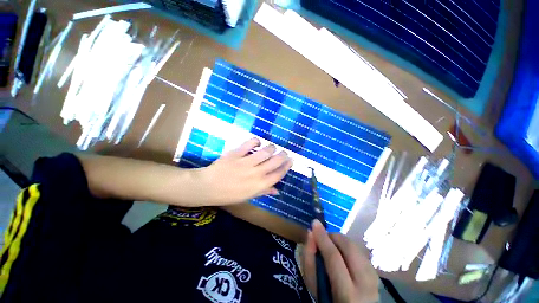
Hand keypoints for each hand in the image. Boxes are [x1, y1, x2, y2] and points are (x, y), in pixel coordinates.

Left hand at [191, 138, 292, 205]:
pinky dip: (256, 141)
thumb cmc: (228, 195)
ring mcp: (246, 162)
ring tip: (272, 147)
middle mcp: (256, 173)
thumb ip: (263, 192)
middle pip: (275, 161)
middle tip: (284, 152)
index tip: (291, 160)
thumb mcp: (248, 197)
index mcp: (259, 185)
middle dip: (283, 155)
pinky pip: (249, 144)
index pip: (278, 174)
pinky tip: (257, 142)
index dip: (287, 166)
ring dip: (272, 147)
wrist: (207, 187)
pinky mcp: (236, 154)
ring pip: (265, 151)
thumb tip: (277, 190)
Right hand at [302, 220, 378, 302]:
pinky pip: (360, 252)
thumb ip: (309, 260)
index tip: (314, 223)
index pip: (334, 257)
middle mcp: (366, 285)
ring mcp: (375, 279)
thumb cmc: (329, 300)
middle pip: (350, 247)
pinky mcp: (377, 274)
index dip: (323, 238)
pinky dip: (349, 248)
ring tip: (332, 247)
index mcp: (348, 294)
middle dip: (334, 236)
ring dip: (341, 242)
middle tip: (323, 237)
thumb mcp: (314, 286)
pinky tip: (343, 255)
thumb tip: (311, 233)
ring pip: (356, 247)